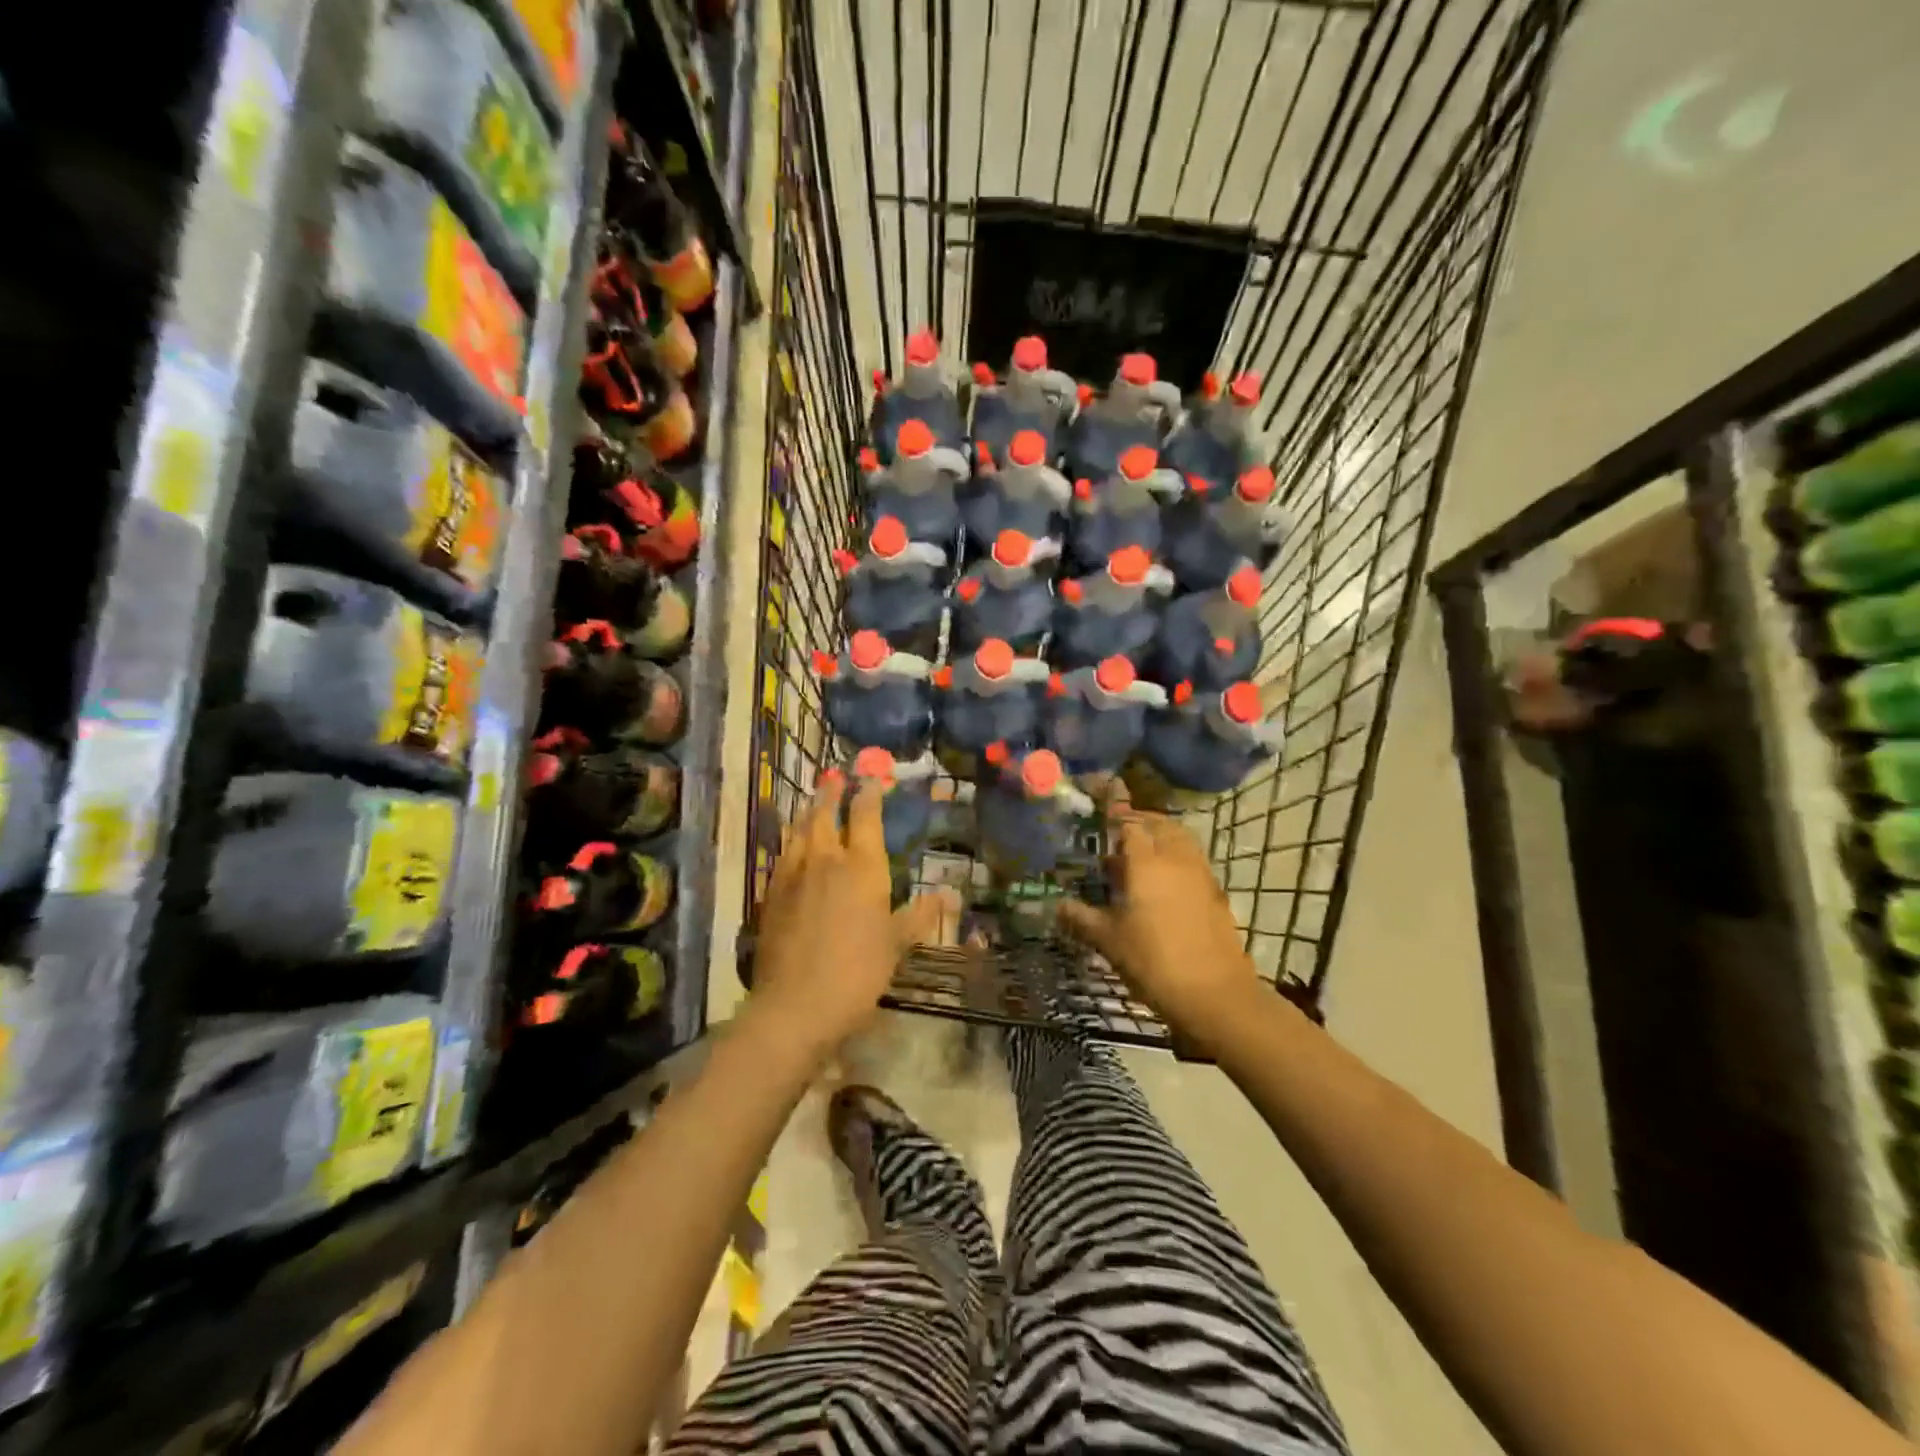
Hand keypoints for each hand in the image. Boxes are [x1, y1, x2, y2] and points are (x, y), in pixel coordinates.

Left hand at [749, 771, 945, 1053]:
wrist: (796, 1004)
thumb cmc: (858, 971)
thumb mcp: (896, 943)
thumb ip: (920, 914)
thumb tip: (951, 894)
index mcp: (862, 866)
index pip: (865, 816)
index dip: (869, 794)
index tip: (871, 778)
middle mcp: (826, 860)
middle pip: (825, 814)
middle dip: (831, 793)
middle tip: (834, 777)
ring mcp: (794, 874)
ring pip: (799, 831)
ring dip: (808, 812)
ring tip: (812, 802)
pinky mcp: (772, 893)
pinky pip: (782, 854)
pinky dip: (790, 841)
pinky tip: (791, 845)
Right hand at [1057, 790, 1263, 1049]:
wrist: (1215, 994)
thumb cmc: (1153, 962)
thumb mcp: (1108, 941)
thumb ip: (1080, 918)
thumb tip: (1055, 906)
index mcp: (1145, 862)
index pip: (1127, 822)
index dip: (1113, 809)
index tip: (1101, 791)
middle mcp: (1175, 858)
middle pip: (1158, 823)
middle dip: (1137, 820)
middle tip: (1116, 832)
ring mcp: (1200, 874)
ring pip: (1179, 838)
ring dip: (1159, 835)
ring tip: (1138, 854)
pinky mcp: (1215, 892)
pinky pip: (1191, 859)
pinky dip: (1175, 855)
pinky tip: (1161, 881)